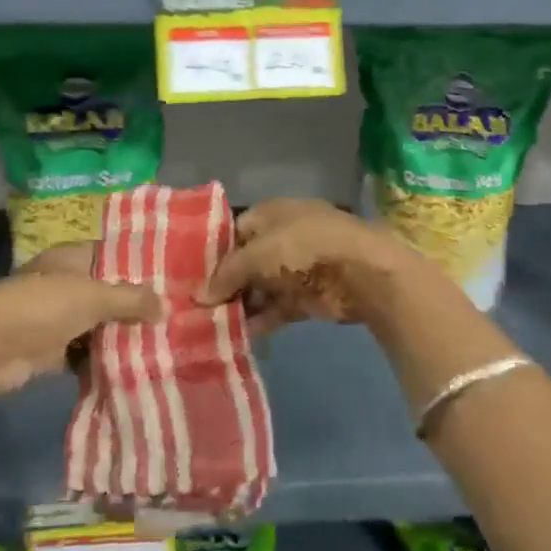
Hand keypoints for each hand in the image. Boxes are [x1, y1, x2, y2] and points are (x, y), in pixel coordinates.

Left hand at [0, 244, 162, 393]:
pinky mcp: (50, 350)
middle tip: (173, 316)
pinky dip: (102, 361)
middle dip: (134, 306)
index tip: (171, 277)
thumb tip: (166, 305)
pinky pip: (84, 354)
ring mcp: (56, 317)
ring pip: (97, 324)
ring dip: (120, 336)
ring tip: (161, 344)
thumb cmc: (44, 306)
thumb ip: (131, 300)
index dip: (139, 264)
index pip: (112, 255)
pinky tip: (132, 369)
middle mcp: (65, 283)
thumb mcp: (95, 297)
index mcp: (72, 258)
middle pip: (106, 292)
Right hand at [198, 199, 413, 332]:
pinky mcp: (306, 298)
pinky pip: (275, 309)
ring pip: (259, 288)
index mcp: (270, 214)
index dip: (213, 252)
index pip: (234, 230)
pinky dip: (259, 321)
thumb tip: (198, 296)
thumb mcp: (258, 253)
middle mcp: (282, 238)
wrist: (360, 272)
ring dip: (239, 305)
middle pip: (245, 261)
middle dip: (223, 283)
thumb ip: (227, 274)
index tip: (189, 276)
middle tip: (193, 307)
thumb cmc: (303, 247)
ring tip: (207, 326)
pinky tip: (235, 336)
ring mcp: (295, 269)